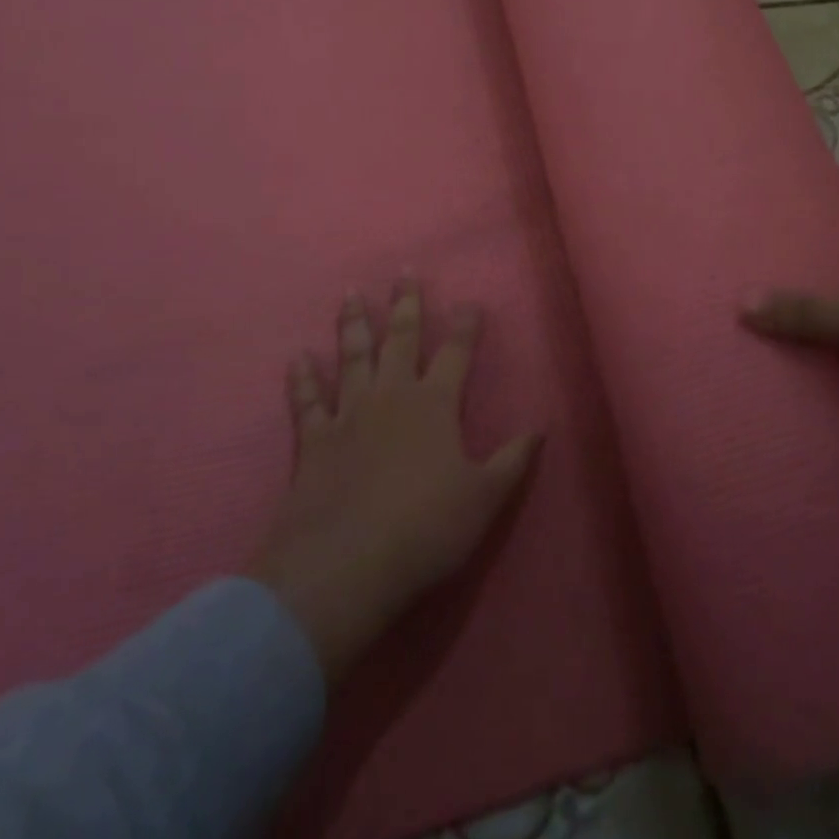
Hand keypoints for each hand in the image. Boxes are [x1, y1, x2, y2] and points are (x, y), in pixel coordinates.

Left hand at [248, 280, 541, 683]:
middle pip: (401, 339)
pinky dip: (302, 378)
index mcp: (435, 405)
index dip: (466, 325)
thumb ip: (513, 460)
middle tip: (405, 272)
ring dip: (353, 323)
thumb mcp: (484, 499)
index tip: (470, 301)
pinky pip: (307, 400)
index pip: (456, 353)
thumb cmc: (424, 530)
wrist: (344, 567)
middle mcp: (392, 396)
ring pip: (352, 356)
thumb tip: (541, 427)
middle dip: (407, 304)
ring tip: (351, 293)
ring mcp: (349, 414)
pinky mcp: (313, 440)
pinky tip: (298, 357)